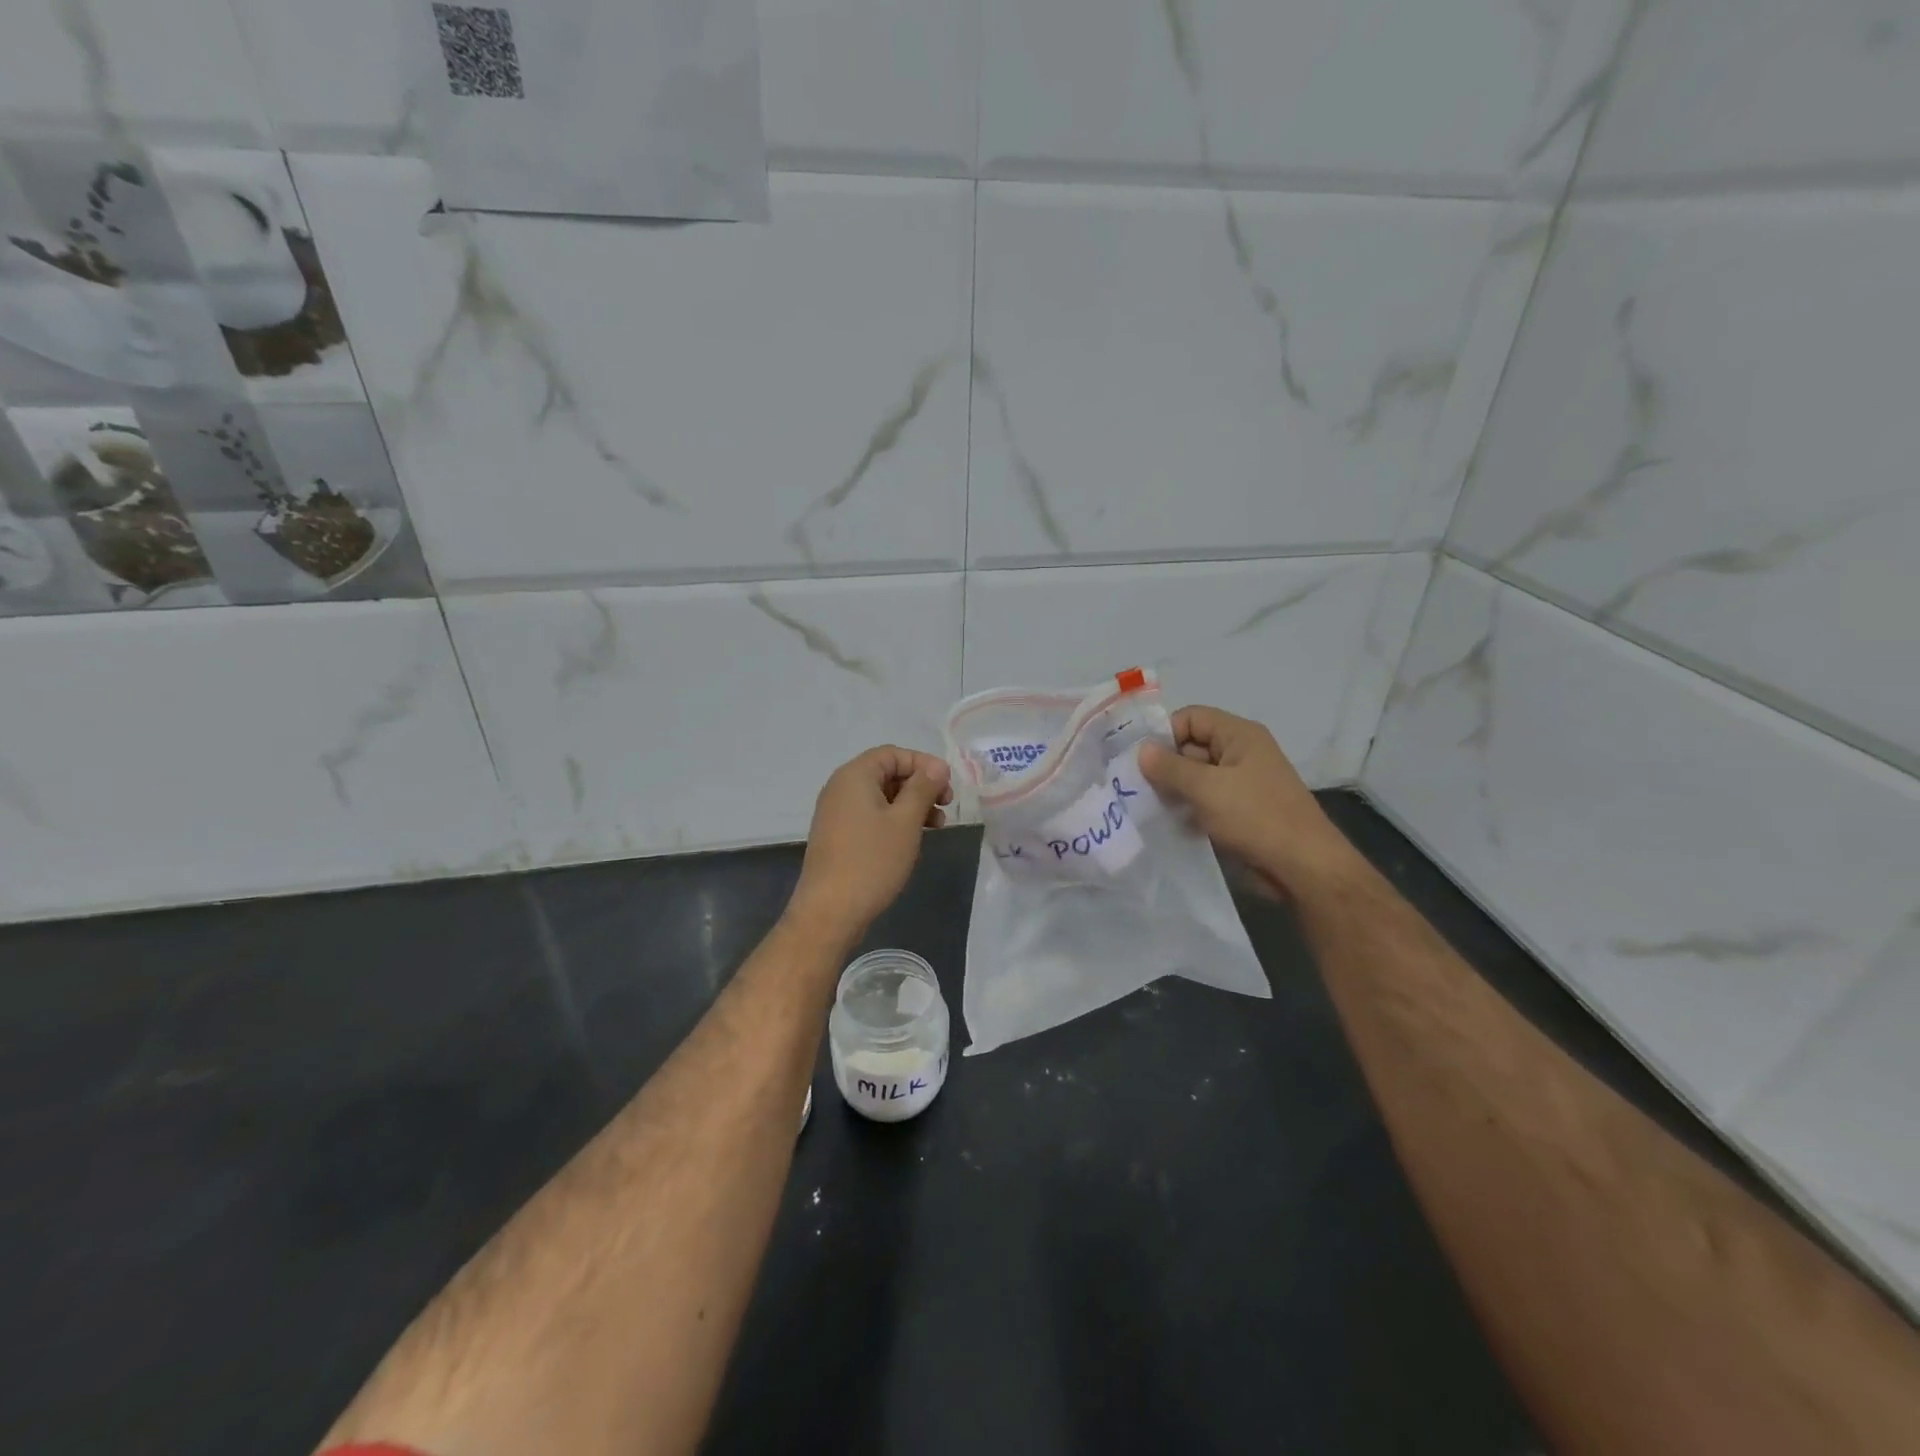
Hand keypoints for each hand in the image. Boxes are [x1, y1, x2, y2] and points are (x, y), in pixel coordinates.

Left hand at [788, 746, 951, 941]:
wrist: (830, 911)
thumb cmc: (872, 861)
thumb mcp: (905, 821)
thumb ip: (923, 788)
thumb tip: (937, 767)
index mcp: (854, 776)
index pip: (893, 754)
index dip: (923, 763)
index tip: (948, 784)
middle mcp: (841, 788)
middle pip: (886, 773)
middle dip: (920, 785)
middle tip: (946, 805)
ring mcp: (837, 814)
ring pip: (881, 797)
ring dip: (911, 805)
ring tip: (937, 826)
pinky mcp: (838, 836)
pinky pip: (871, 816)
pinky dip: (895, 820)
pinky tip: (912, 839)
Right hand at [1137, 705, 1361, 899]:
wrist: (1302, 867)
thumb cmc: (1256, 817)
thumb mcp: (1207, 788)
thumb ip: (1170, 767)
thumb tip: (1141, 750)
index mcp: (1239, 735)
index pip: (1191, 717)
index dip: (1165, 733)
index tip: (1140, 760)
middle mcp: (1240, 753)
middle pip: (1190, 747)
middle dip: (1164, 766)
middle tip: (1135, 788)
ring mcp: (1240, 784)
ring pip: (1194, 777)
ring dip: (1172, 791)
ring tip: (1147, 807)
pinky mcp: (1238, 812)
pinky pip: (1204, 801)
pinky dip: (1186, 809)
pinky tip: (1168, 824)